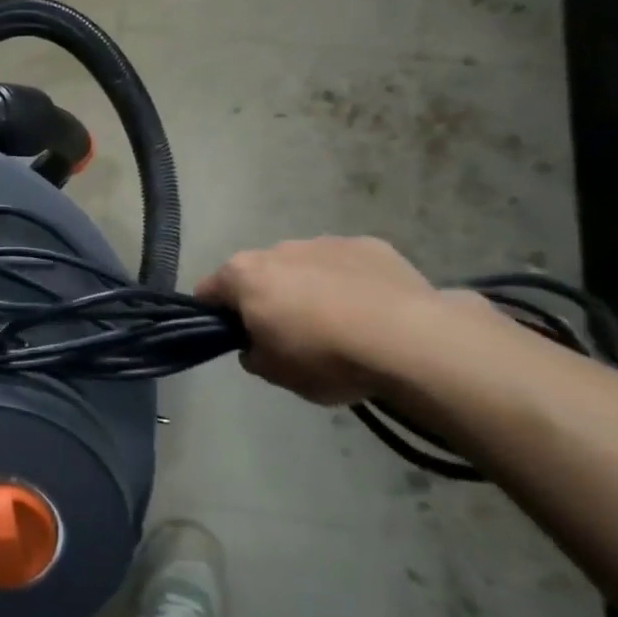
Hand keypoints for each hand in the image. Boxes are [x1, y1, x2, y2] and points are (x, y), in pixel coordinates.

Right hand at [194, 237, 439, 405]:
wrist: (409, 340)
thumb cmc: (326, 357)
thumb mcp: (275, 374)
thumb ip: (253, 354)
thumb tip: (256, 345)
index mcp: (244, 275)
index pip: (208, 291)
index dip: (215, 315)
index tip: (235, 338)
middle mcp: (278, 249)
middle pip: (259, 274)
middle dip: (267, 299)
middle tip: (290, 337)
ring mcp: (325, 242)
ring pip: (304, 266)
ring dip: (310, 289)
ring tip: (340, 326)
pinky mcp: (369, 246)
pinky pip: (347, 266)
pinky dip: (350, 284)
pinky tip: (373, 314)